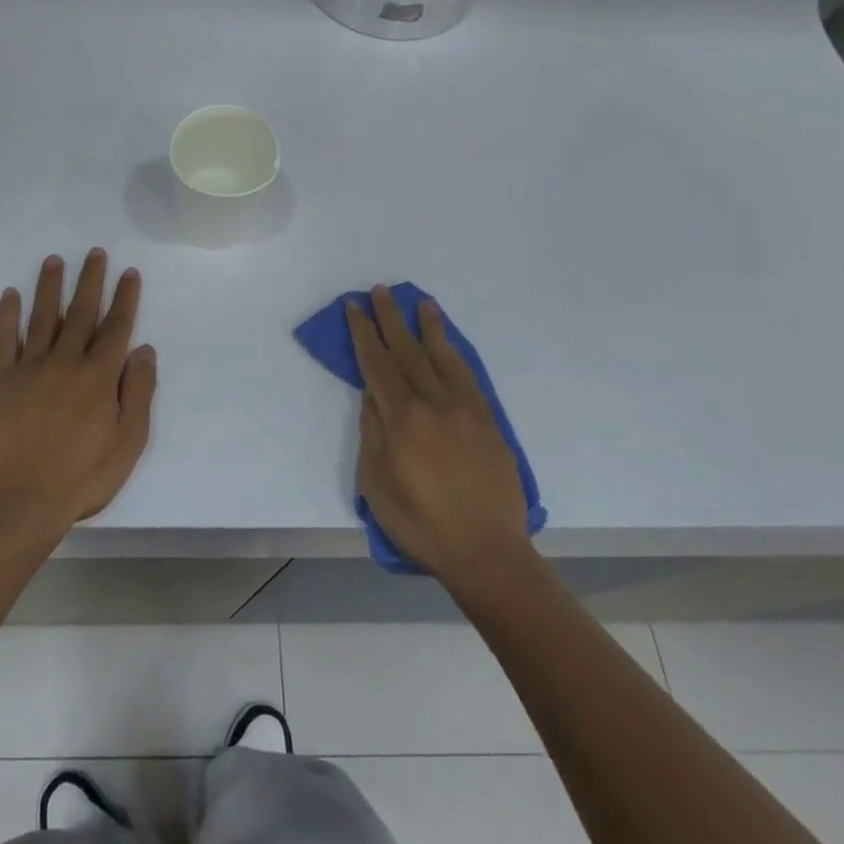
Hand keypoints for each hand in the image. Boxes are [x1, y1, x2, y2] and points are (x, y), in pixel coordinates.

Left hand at [0, 250, 156, 539]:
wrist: (21, 504)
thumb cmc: (83, 478)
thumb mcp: (128, 442)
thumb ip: (138, 393)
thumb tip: (144, 350)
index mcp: (99, 377)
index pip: (116, 327)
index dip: (125, 298)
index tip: (129, 272)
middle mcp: (65, 363)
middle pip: (81, 312)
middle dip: (91, 280)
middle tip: (95, 253)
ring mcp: (30, 369)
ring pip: (43, 318)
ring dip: (50, 287)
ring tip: (54, 260)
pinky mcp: (1, 383)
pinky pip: (4, 341)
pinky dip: (7, 316)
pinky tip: (10, 295)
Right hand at [347, 286, 531, 583]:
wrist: (486, 553)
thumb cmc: (420, 523)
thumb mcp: (376, 482)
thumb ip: (373, 432)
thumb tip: (372, 395)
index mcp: (404, 418)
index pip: (378, 364)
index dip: (364, 333)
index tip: (354, 307)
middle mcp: (435, 404)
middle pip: (408, 352)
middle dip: (391, 319)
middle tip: (380, 290)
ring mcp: (466, 411)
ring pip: (444, 358)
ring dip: (429, 328)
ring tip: (421, 302)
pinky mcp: (489, 423)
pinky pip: (470, 378)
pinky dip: (456, 355)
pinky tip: (450, 344)